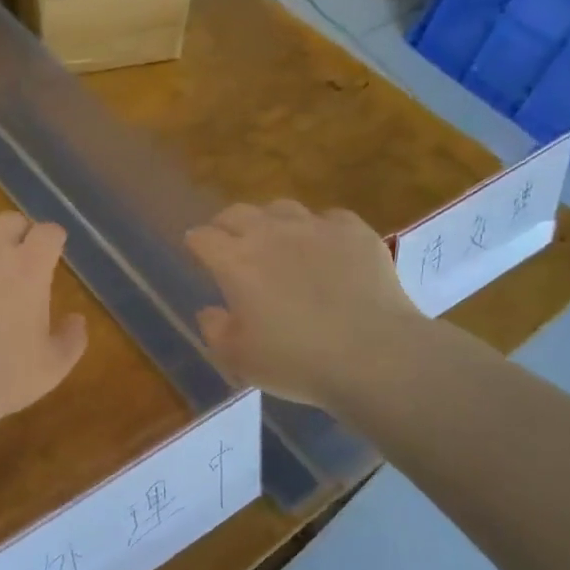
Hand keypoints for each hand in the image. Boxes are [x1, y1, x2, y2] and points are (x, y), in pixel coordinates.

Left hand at [0, 213, 87, 431]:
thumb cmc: (1, 380)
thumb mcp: (52, 369)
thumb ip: (71, 340)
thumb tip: (77, 319)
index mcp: (28, 269)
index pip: (48, 233)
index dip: (53, 240)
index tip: (53, 252)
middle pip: (9, 220)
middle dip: (19, 233)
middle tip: (19, 256)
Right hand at [184, 201, 423, 408]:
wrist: (373, 356)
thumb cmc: (296, 361)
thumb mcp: (238, 358)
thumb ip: (215, 330)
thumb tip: (210, 310)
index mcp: (235, 262)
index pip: (203, 237)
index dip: (196, 243)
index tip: (196, 254)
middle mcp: (270, 234)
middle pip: (237, 212)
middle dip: (227, 225)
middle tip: (230, 245)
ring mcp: (315, 228)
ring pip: (282, 207)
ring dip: (271, 222)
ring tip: (278, 242)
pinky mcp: (354, 231)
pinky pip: (329, 217)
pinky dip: (320, 229)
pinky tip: (326, 249)